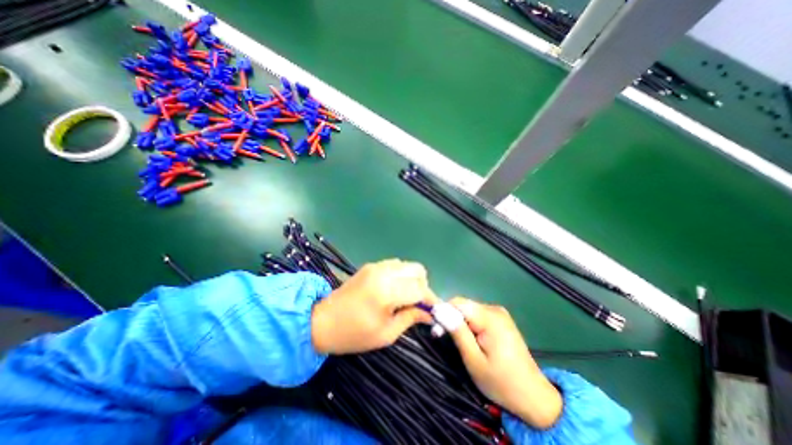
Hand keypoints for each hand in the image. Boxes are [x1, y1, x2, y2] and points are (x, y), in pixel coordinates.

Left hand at [311, 257, 434, 353]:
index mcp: (386, 291)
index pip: (420, 289)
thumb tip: (429, 313)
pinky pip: (395, 265)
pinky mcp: (370, 265)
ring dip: (412, 279)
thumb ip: (410, 318)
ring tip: (405, 297)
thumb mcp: (385, 334)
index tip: (433, 311)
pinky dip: (401, 275)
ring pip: (407, 265)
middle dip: (423, 286)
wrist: (321, 321)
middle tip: (417, 303)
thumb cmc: (353, 334)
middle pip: (417, 269)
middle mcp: (383, 272)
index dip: (430, 300)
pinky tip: (393, 289)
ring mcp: (376, 266)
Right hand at [444, 298, 562, 429]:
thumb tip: (439, 310)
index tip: (437, 330)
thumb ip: (457, 332)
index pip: (457, 303)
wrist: (534, 397)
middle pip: (463, 305)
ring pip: (469, 309)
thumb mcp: (474, 359)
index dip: (443, 312)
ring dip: (459, 322)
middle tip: (444, 338)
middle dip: (451, 318)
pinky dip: (469, 324)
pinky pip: (477, 315)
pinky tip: (471, 339)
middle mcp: (495, 309)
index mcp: (490, 318)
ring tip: (459, 342)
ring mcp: (499, 313)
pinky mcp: (500, 319)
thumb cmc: (501, 382)